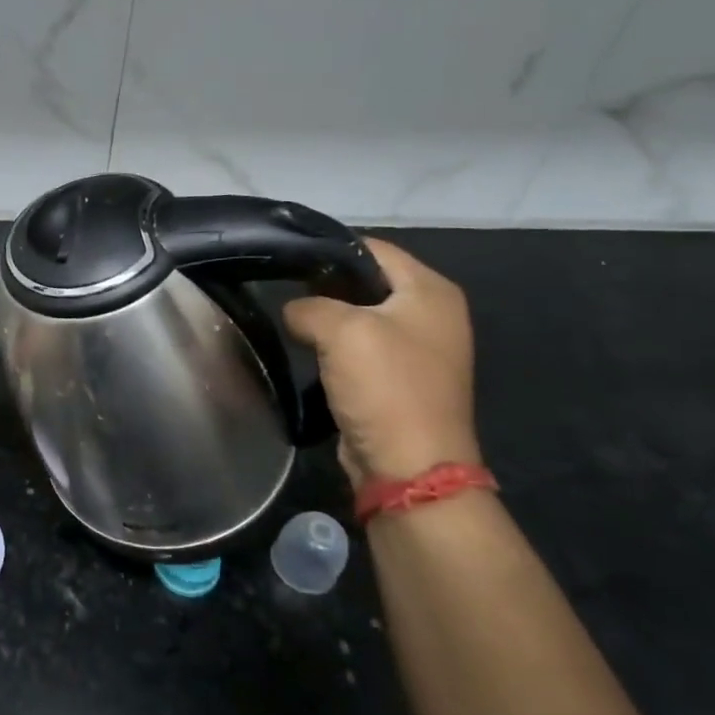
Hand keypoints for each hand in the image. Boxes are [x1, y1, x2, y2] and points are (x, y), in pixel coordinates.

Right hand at [283, 238, 480, 487]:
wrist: (409, 466)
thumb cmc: (385, 387)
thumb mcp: (340, 330)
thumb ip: (308, 306)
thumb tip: (294, 312)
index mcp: (431, 291)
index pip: (374, 248)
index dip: (330, 248)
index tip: (287, 257)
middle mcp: (432, 313)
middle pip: (367, 280)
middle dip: (325, 284)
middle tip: (283, 289)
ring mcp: (417, 348)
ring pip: (360, 315)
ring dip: (327, 318)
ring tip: (290, 318)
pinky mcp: (399, 378)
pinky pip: (360, 347)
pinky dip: (334, 346)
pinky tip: (307, 350)